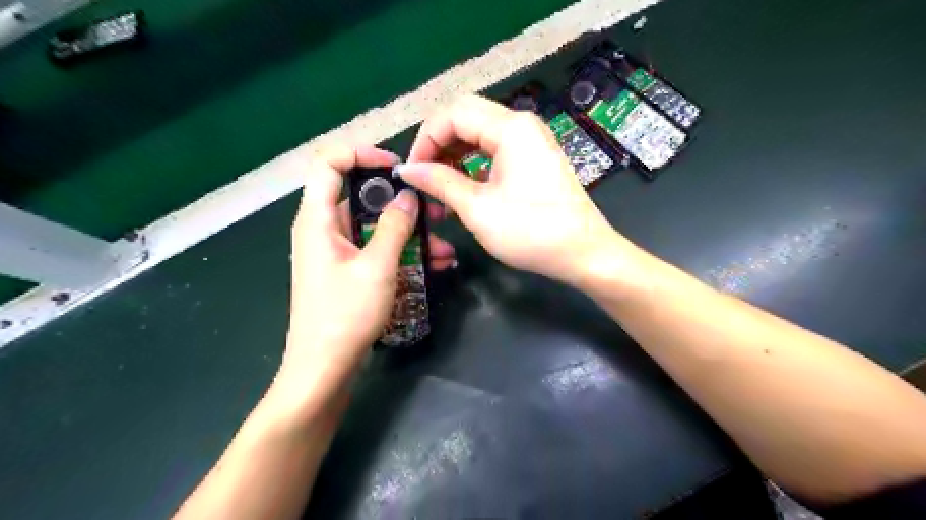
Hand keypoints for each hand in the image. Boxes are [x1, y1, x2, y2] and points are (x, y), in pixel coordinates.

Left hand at [282, 147, 453, 396]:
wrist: (324, 369)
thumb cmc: (345, 315)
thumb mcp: (377, 266)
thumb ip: (394, 226)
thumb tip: (408, 196)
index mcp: (318, 219)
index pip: (329, 163)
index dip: (361, 154)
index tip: (397, 168)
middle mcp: (324, 229)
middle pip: (360, 197)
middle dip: (400, 202)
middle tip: (436, 210)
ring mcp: (336, 252)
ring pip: (374, 228)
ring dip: (409, 233)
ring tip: (445, 246)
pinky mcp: (348, 271)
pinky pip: (376, 251)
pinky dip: (402, 253)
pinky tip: (435, 265)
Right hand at [396, 95, 620, 286]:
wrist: (583, 253)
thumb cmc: (531, 232)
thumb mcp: (478, 209)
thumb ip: (440, 183)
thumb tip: (408, 170)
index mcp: (510, 128)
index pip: (453, 113)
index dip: (425, 139)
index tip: (412, 172)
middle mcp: (521, 125)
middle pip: (466, 118)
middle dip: (438, 144)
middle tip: (422, 176)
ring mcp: (531, 141)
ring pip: (479, 134)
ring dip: (454, 155)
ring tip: (438, 185)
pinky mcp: (535, 158)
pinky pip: (495, 150)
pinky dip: (474, 164)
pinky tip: (462, 187)